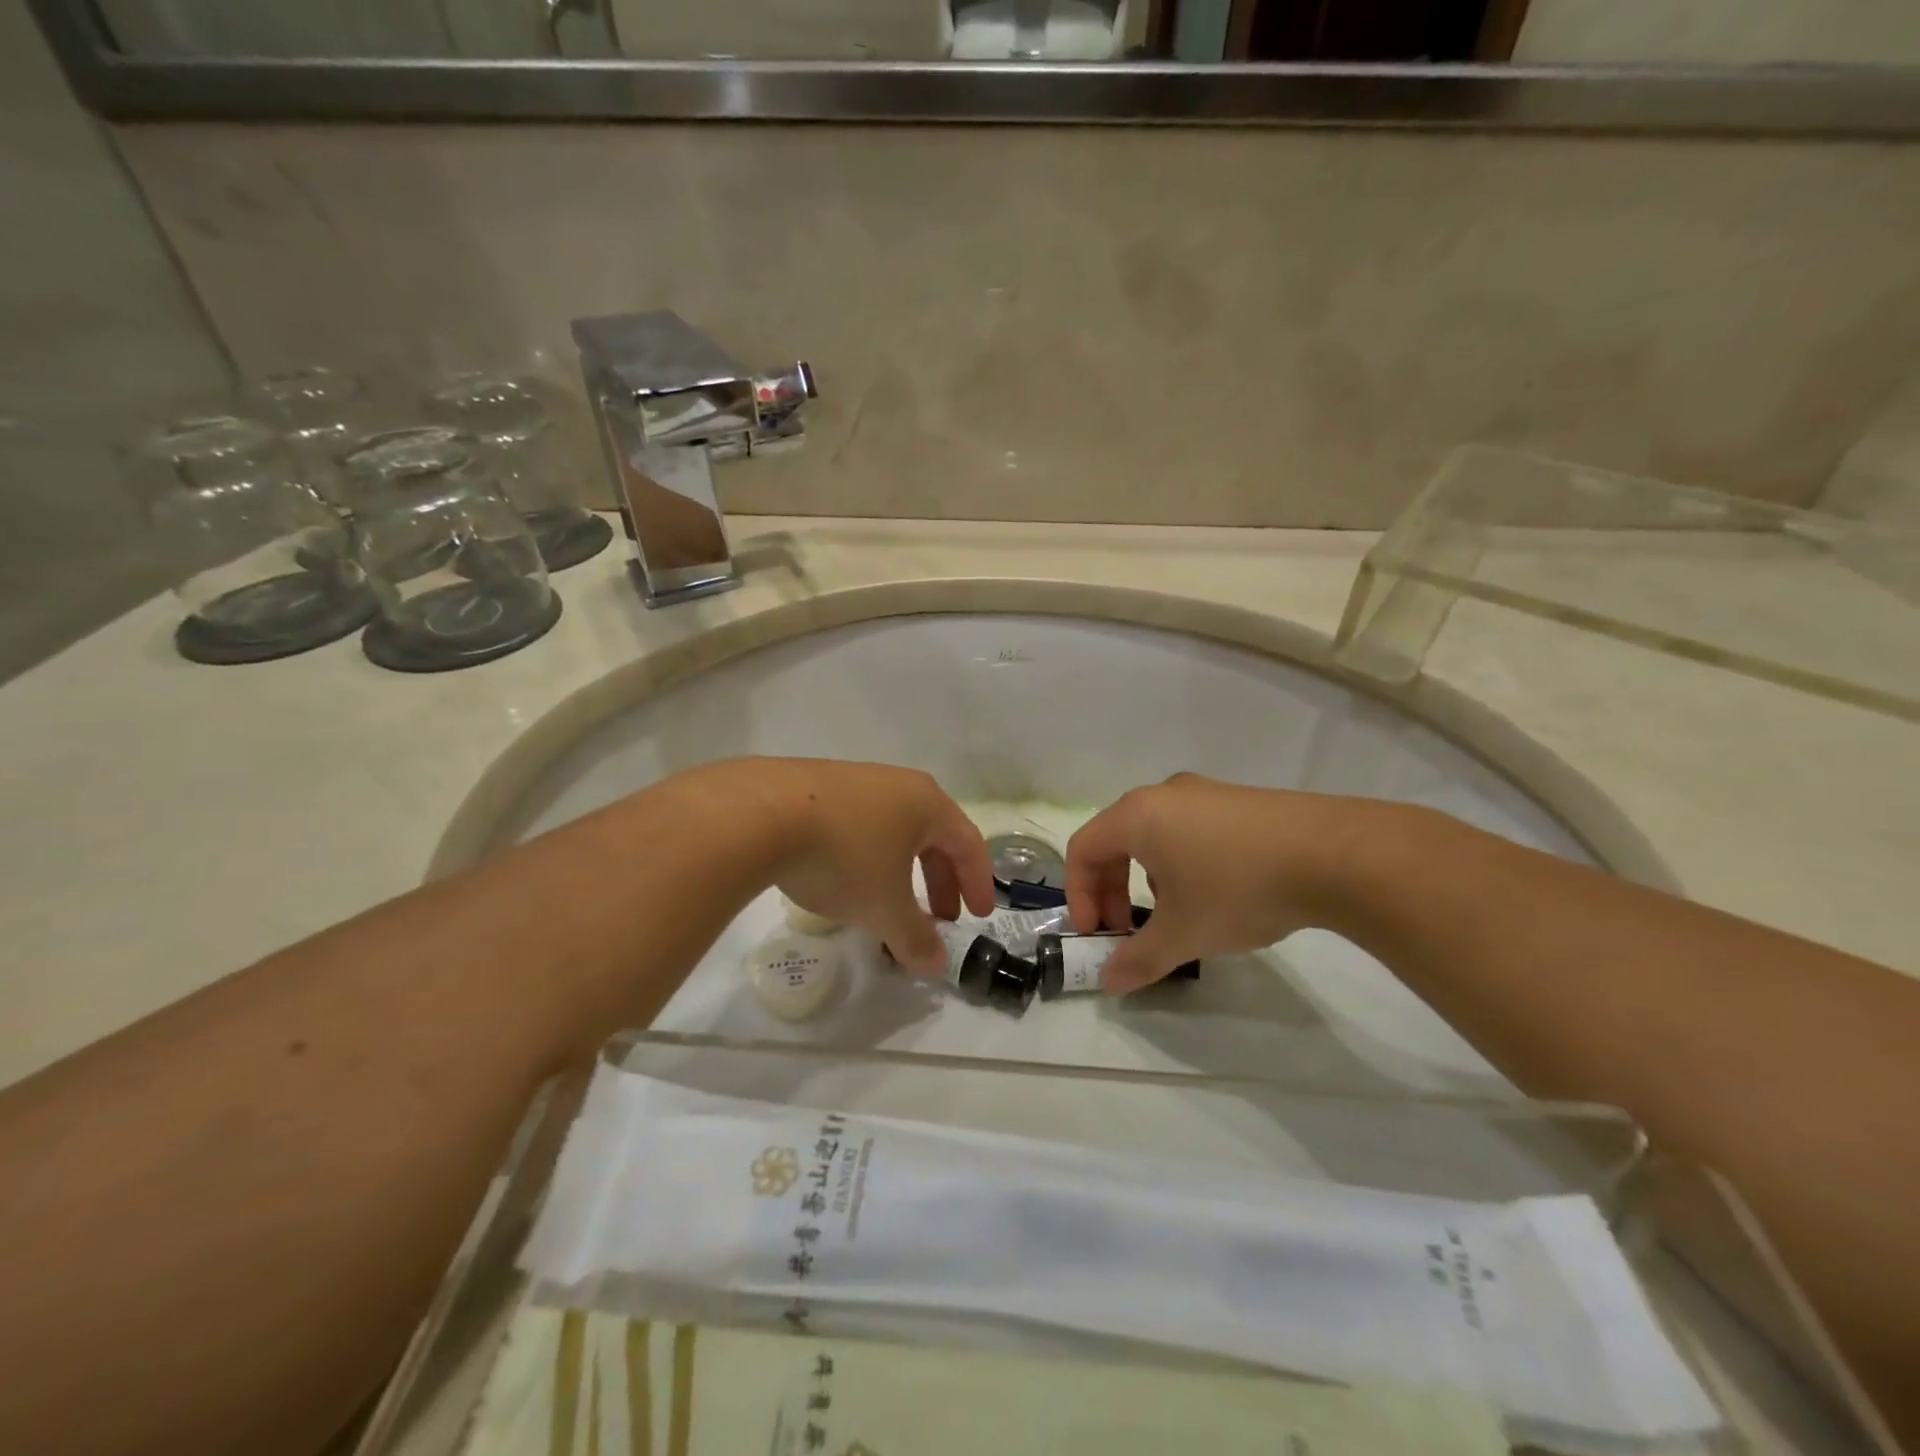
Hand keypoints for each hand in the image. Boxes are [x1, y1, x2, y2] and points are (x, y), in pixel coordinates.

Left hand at [734, 759, 996, 974]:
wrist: (760, 813)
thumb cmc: (843, 857)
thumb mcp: (884, 907)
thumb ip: (914, 937)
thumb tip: (936, 964)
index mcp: (926, 804)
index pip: (968, 843)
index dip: (978, 882)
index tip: (979, 916)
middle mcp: (897, 784)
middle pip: (933, 834)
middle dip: (939, 879)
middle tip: (939, 917)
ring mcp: (855, 780)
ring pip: (893, 829)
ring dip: (901, 869)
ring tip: (889, 902)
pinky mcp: (815, 785)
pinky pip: (858, 823)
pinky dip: (866, 855)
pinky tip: (843, 878)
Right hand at [1065, 773, 1371, 993]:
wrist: (1335, 855)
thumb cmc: (1238, 888)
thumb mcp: (1184, 933)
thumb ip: (1138, 959)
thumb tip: (1109, 981)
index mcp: (1137, 815)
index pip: (1083, 850)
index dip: (1079, 895)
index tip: (1096, 935)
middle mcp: (1164, 795)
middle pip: (1116, 840)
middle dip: (1112, 889)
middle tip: (1125, 930)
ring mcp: (1206, 793)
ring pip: (1154, 836)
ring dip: (1147, 878)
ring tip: (1175, 915)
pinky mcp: (1240, 801)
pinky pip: (1190, 830)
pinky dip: (1182, 863)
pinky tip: (1218, 894)